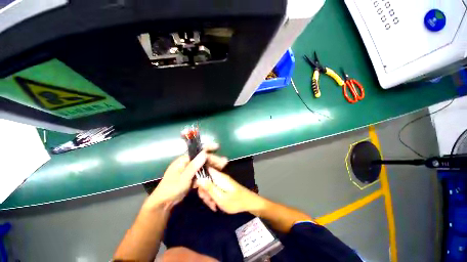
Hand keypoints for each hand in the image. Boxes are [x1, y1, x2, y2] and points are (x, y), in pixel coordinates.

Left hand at [145, 144, 222, 209]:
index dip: (208, 148)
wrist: (164, 203)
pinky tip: (215, 174)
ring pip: (203, 166)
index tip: (217, 147)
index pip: (197, 151)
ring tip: (223, 167)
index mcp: (183, 160)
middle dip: (214, 160)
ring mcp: (190, 170)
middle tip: (224, 162)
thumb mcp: (183, 178)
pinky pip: (201, 173)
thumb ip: (194, 166)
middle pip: (203, 159)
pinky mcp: (191, 177)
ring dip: (213, 166)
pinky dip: (208, 173)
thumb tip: (204, 154)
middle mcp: (187, 163)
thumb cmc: (171, 189)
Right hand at [198, 167, 265, 213]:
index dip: (198, 177)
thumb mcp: (221, 198)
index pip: (205, 170)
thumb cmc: (236, 202)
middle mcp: (219, 177)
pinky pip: (214, 189)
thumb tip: (198, 179)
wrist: (249, 203)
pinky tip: (216, 205)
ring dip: (208, 196)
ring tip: (213, 206)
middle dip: (204, 191)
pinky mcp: (223, 186)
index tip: (196, 188)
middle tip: (208, 201)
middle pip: (206, 180)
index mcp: (219, 177)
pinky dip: (213, 197)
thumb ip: (210, 188)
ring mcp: (221, 181)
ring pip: (209, 186)